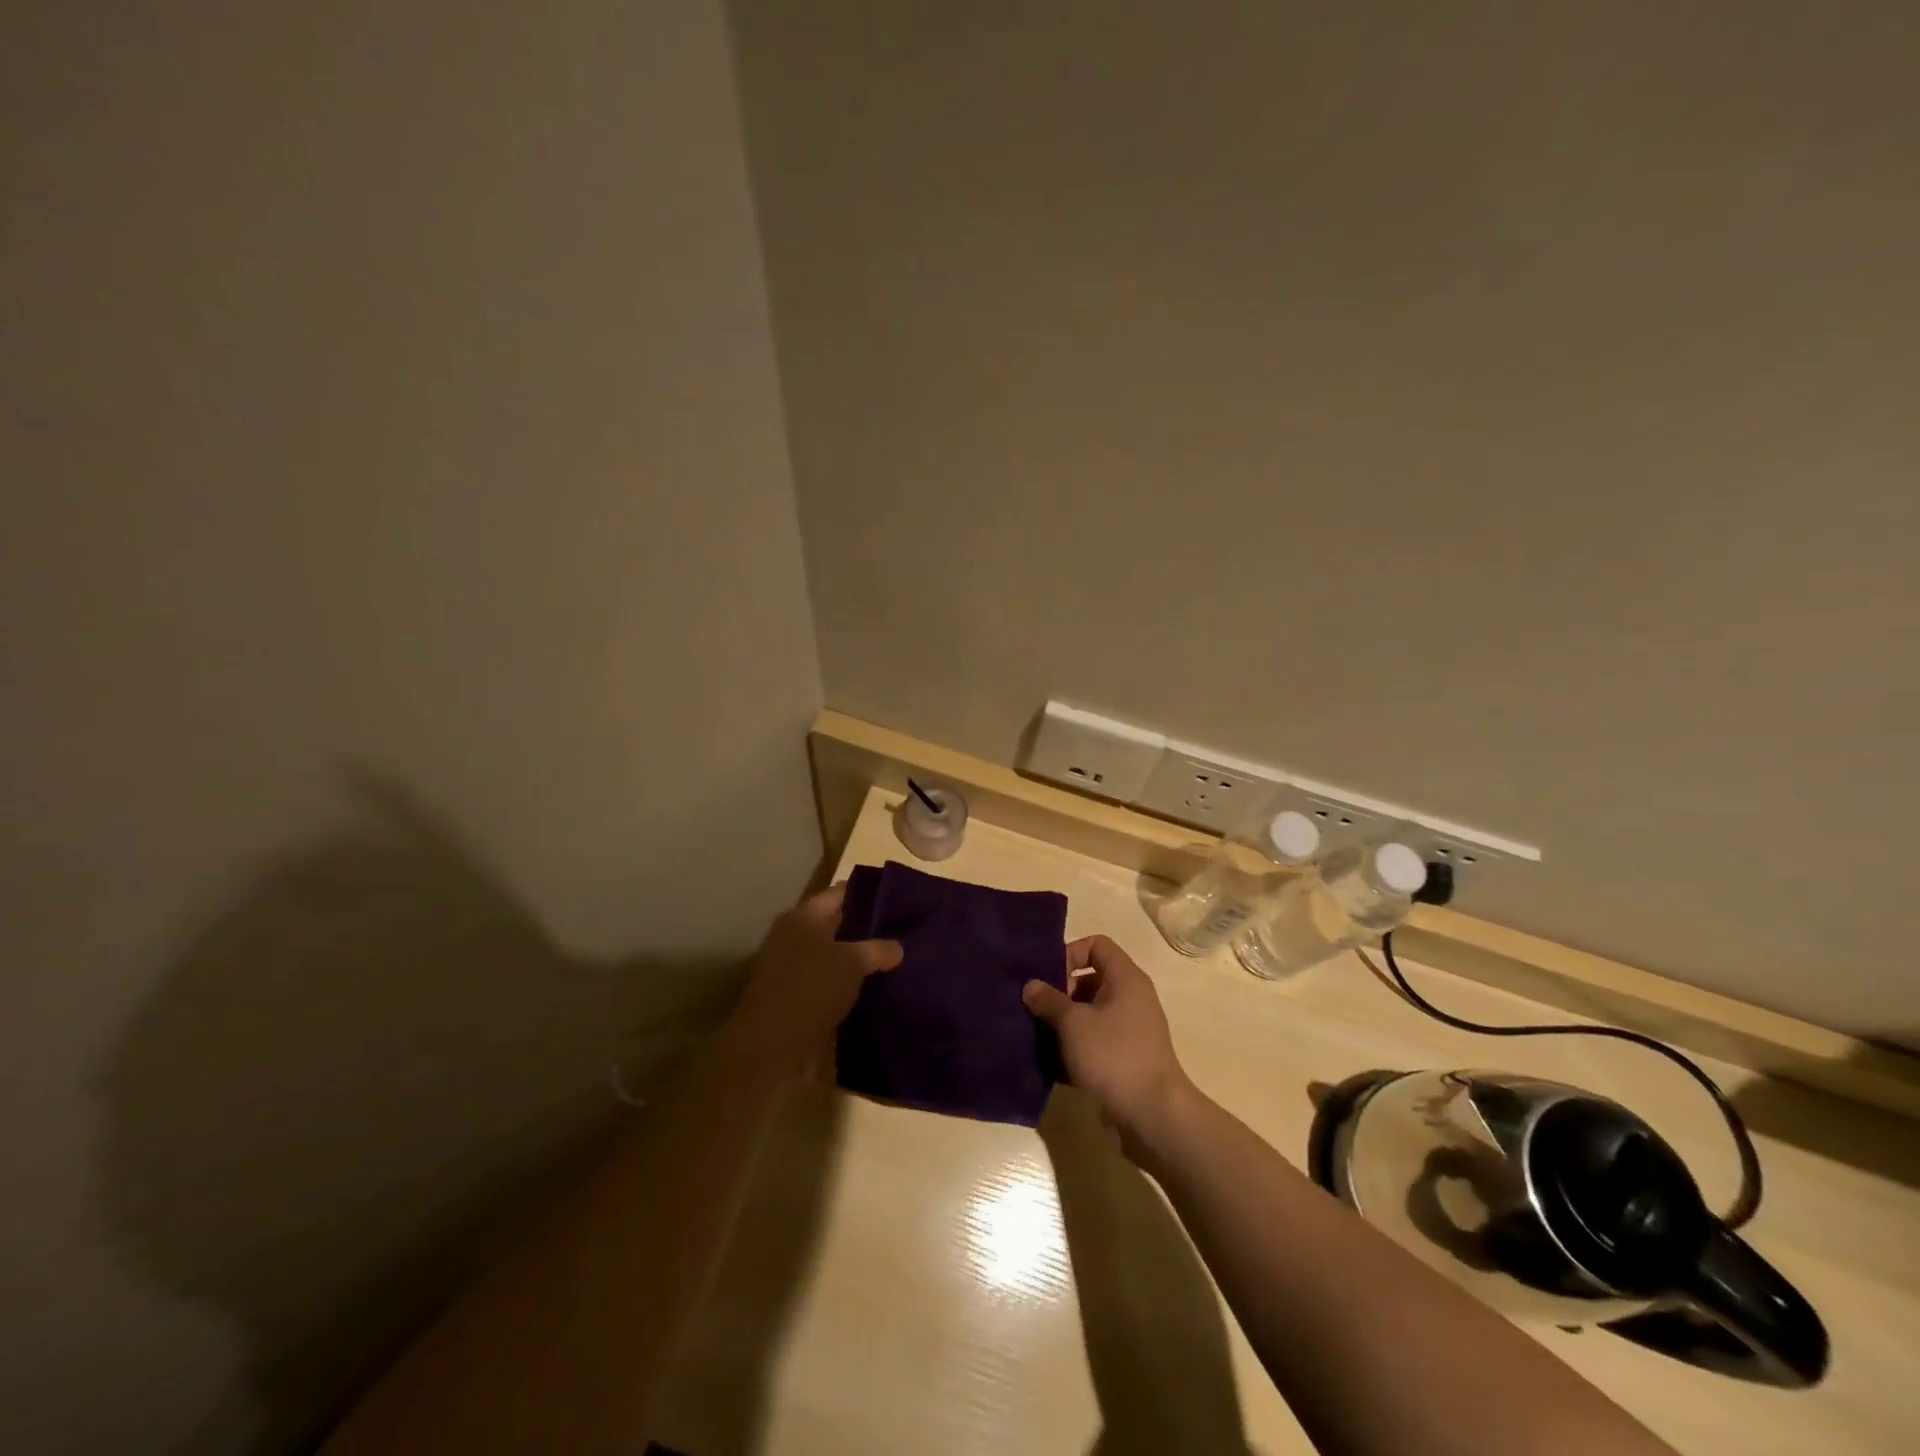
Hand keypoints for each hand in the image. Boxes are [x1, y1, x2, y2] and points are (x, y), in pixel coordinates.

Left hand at [731, 884, 901, 1064]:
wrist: (769, 1042)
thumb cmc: (812, 988)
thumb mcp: (854, 964)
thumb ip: (878, 950)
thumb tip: (897, 948)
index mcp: (804, 914)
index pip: (841, 892)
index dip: (868, 893)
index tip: (896, 900)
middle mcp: (792, 932)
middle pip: (833, 921)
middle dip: (862, 927)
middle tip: (896, 932)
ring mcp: (786, 963)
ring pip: (827, 951)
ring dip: (851, 957)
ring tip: (885, 961)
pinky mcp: (787, 991)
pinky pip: (820, 976)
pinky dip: (839, 979)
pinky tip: (863, 988)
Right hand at [1022, 935, 1193, 1142]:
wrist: (1153, 1116)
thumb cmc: (1114, 1056)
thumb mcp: (1073, 1024)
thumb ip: (1049, 1000)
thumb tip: (1031, 985)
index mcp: (1125, 978)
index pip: (1096, 945)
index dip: (1069, 953)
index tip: (1047, 977)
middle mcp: (1131, 997)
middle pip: (1090, 979)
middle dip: (1060, 992)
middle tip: (1035, 1008)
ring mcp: (1130, 1030)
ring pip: (1090, 1013)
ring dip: (1063, 1022)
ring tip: (1035, 1034)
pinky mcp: (1126, 1058)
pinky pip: (1095, 1041)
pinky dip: (1074, 1047)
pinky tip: (1049, 1062)